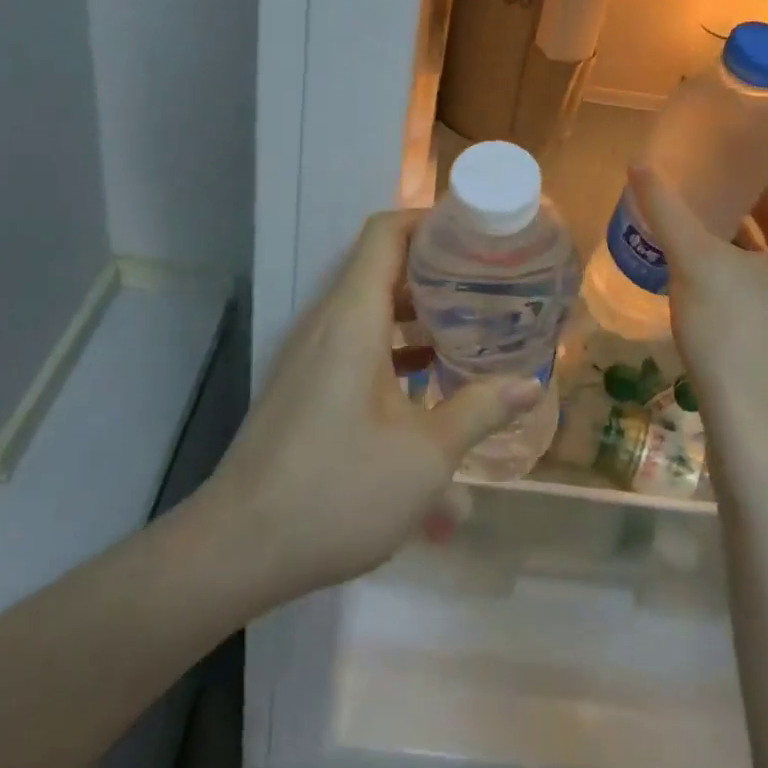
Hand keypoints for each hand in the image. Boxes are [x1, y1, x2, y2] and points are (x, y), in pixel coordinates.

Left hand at [207, 210, 541, 596]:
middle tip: (488, 282)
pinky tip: (430, 380)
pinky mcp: (306, 384)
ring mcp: (312, 354)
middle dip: (435, 270)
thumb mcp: (425, 456)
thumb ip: (478, 411)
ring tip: (470, 326)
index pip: (386, 233)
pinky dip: (394, 347)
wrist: (239, 546)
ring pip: (370, 309)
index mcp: (353, 317)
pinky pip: (356, 343)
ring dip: (417, 313)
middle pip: (382, 267)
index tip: (475, 233)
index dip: (429, 221)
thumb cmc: (338, 489)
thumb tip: (529, 386)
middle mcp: (328, 323)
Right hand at [628, 126, 767, 447]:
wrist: (750, 423)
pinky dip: (749, 236)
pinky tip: (709, 226)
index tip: (755, 117)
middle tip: (727, 140)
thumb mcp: (697, 265)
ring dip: (756, 203)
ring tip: (714, 174)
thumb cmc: (736, 337)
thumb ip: (668, 211)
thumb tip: (638, 165)